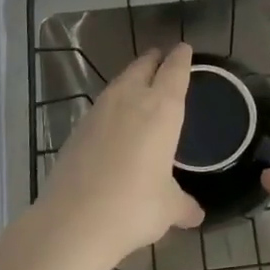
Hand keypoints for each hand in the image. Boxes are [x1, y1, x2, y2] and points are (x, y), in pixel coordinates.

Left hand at [33, 44, 203, 269]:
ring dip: (131, 77)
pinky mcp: (78, 128)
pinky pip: (102, 105)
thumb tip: (196, 215)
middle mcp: (130, 100)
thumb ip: (183, 205)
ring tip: (140, 82)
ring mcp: (99, 112)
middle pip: (143, 66)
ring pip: (119, 82)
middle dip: (154, 59)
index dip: (181, 58)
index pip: (175, 72)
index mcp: (162, 110)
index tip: (184, 48)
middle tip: (162, 57)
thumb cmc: (134, 207)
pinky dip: (113, 103)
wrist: (74, 221)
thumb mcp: (168, 208)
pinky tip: (115, 119)